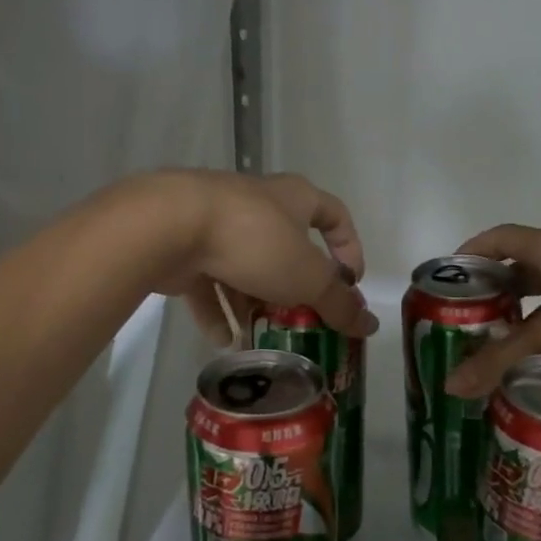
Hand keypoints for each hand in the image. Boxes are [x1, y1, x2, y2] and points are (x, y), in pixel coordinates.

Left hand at [145, 171, 377, 345]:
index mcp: (294, 198)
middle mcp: (258, 204)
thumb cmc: (254, 241)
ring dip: (253, 302)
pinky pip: (207, 281)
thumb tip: (371, 324)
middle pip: (287, 246)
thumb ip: (338, 303)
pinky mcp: (185, 245)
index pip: (335, 215)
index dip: (349, 248)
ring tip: (261, 338)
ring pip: (245, 266)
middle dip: (295, 286)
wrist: (170, 225)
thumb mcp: (307, 277)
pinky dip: (217, 309)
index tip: (352, 282)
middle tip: (302, 319)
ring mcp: (217, 223)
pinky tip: (224, 341)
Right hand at [443, 224, 540, 396]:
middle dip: (487, 299)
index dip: (466, 256)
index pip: (496, 239)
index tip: (442, 286)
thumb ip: (502, 359)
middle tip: (458, 332)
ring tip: (487, 359)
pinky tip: (532, 375)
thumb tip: (450, 386)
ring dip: (517, 328)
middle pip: (516, 273)